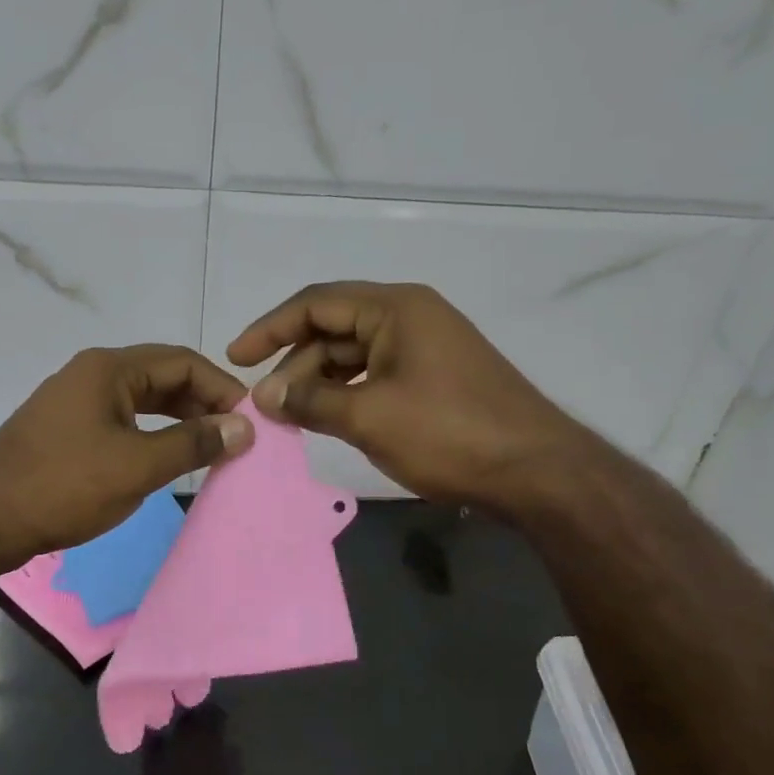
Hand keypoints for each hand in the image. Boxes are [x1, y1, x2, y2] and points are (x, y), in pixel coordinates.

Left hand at [0, 345, 252, 565]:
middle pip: (162, 376)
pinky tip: (166, 456)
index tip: (250, 419)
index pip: (182, 362)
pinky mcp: (66, 429)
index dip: (222, 387)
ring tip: (210, 447)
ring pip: (142, 400)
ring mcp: (75, 401)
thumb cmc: (64, 486)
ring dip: (178, 419)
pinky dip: (151, 433)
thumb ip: (193, 443)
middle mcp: (92, 374)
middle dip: (202, 402)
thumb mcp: (138, 465)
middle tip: (235, 435)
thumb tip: (244, 427)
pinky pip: (122, 419)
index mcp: (109, 369)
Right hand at [227, 282, 585, 508]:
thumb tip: (263, 396)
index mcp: (395, 308)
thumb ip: (310, 401)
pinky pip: (375, 375)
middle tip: (265, 405)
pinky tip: (328, 419)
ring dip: (318, 383)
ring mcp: (426, 347)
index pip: (316, 303)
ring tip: (290, 417)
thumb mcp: (370, 417)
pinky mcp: (435, 378)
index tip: (235, 357)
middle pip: (333, 329)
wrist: (538, 472)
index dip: (270, 328)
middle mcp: (410, 317)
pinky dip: (347, 394)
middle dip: (294, 365)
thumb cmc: (450, 433)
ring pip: (353, 355)